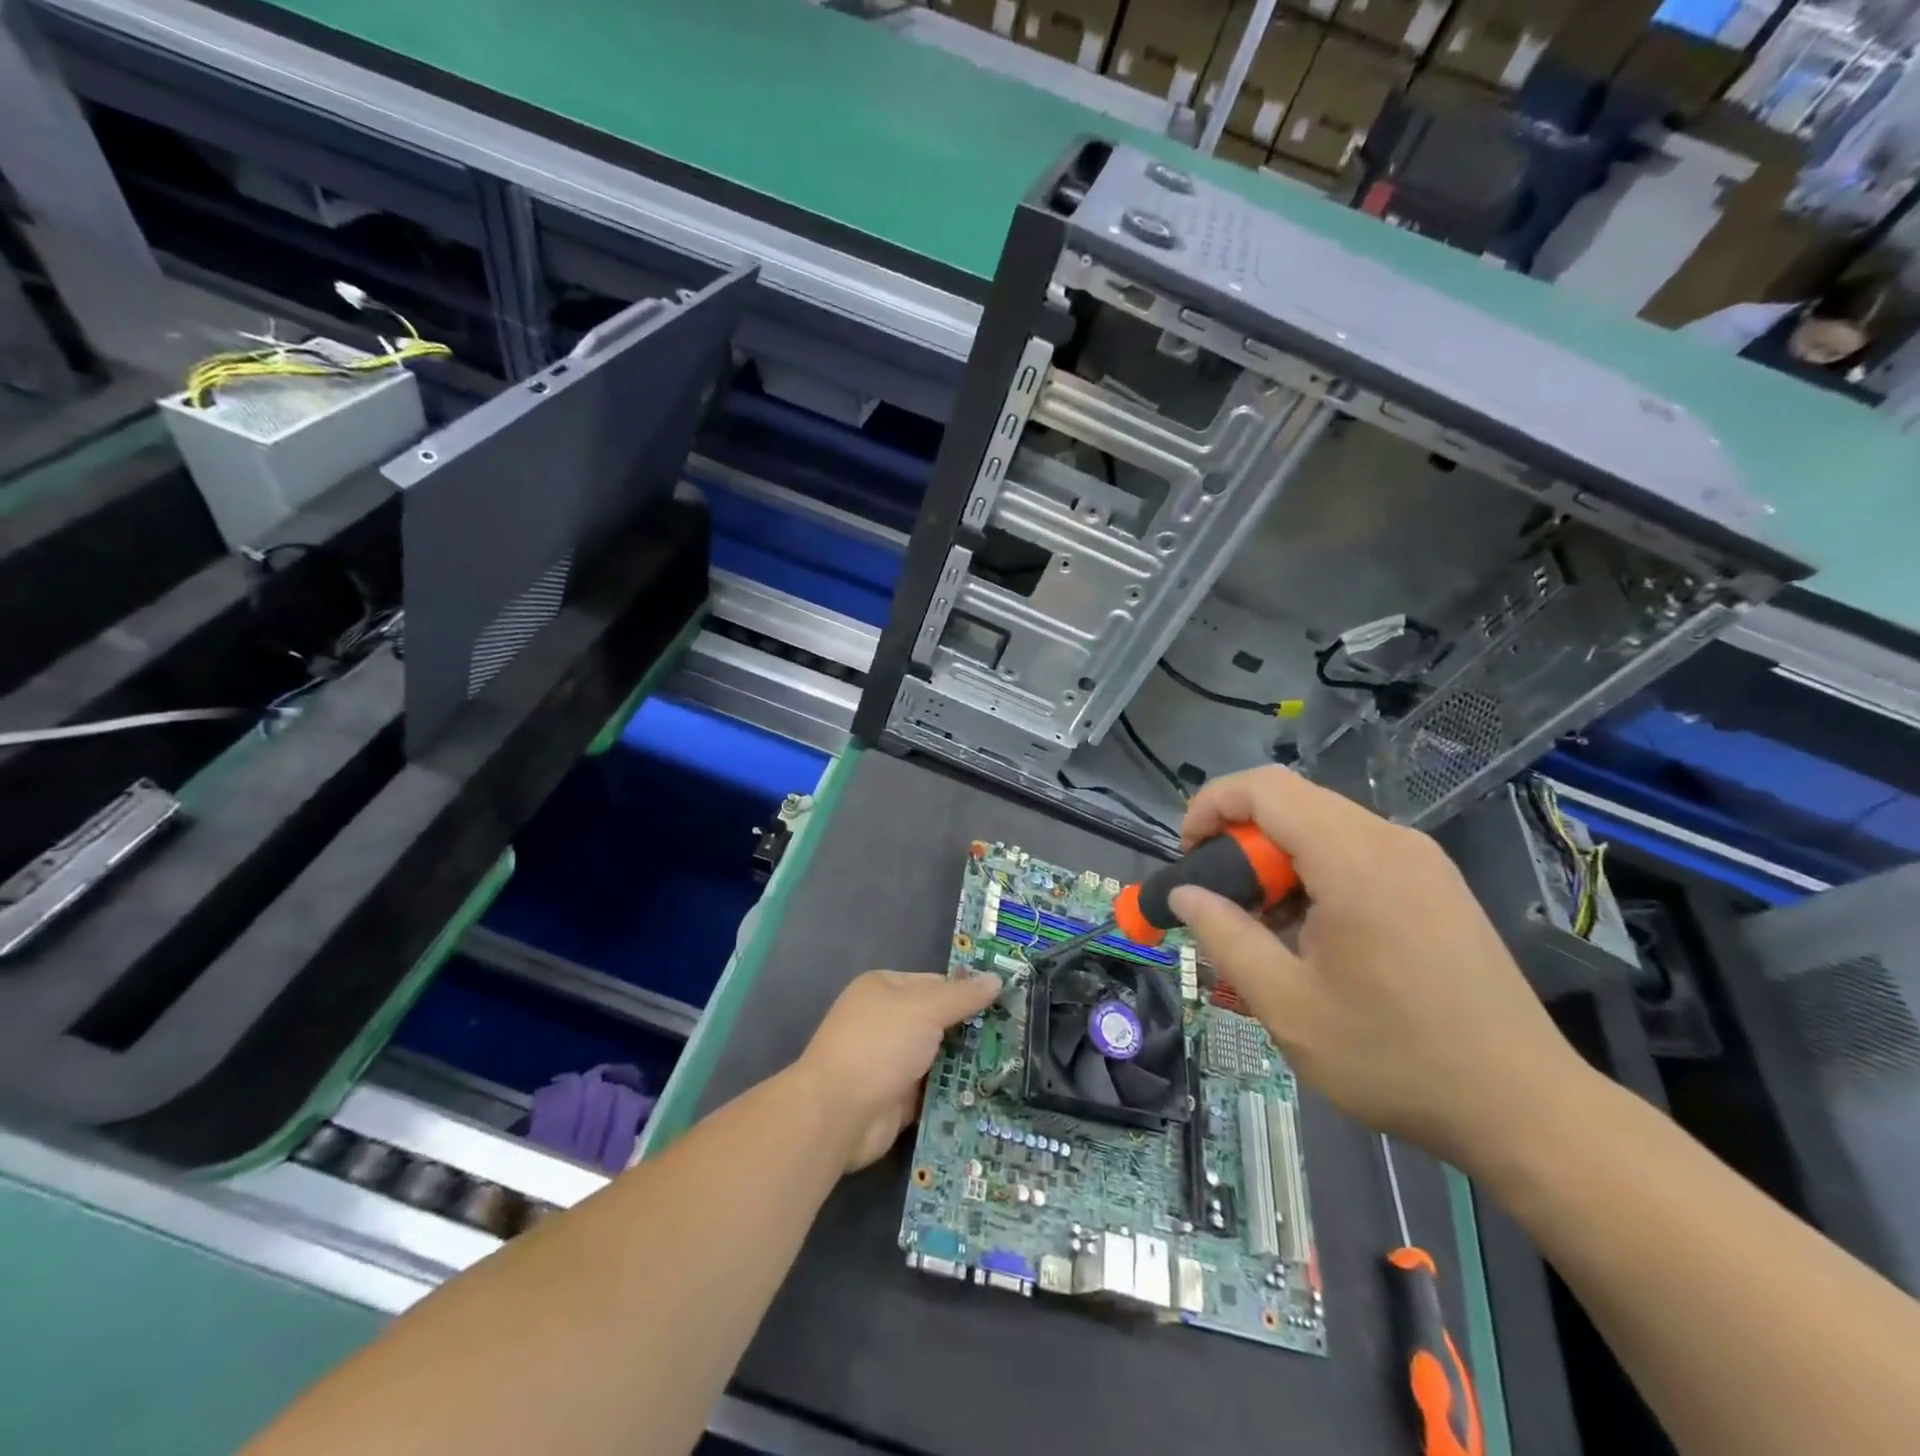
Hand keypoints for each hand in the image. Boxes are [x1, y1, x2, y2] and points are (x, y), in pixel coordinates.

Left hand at [793, 969, 1000, 1171]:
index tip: (1007, 1005)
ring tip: (1014, 1068)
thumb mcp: (925, 1010)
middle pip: (940, 1021)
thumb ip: (962, 996)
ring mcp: (892, 1061)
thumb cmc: (879, 1045)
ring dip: (968, 1065)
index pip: (936, 983)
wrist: (838, 1113)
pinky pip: (935, 1090)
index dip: (968, 993)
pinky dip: (956, 1092)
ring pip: (940, 1057)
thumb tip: (996, 979)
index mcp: (885, 988)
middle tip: (1018, 1039)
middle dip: (973, 1032)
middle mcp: (887, 1021)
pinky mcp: (898, 1098)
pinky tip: (991, 1095)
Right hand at [1168, 767, 1589, 1174]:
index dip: (1211, 806)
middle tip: (1223, 900)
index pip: (1265, 788)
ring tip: (1266, 923)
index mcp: (1354, 860)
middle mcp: (1392, 841)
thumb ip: (1225, 936)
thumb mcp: (1287, 1005)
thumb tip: (1184, 893)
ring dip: (1278, 857)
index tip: (1187, 857)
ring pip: (1324, 825)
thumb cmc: (1395, 1058)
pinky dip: (1316, 870)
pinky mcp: (1438, 884)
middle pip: (1293, 802)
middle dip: (1241, 838)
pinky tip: (1315, 931)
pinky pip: (1358, 849)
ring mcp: (1422, 860)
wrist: (1526, 1109)